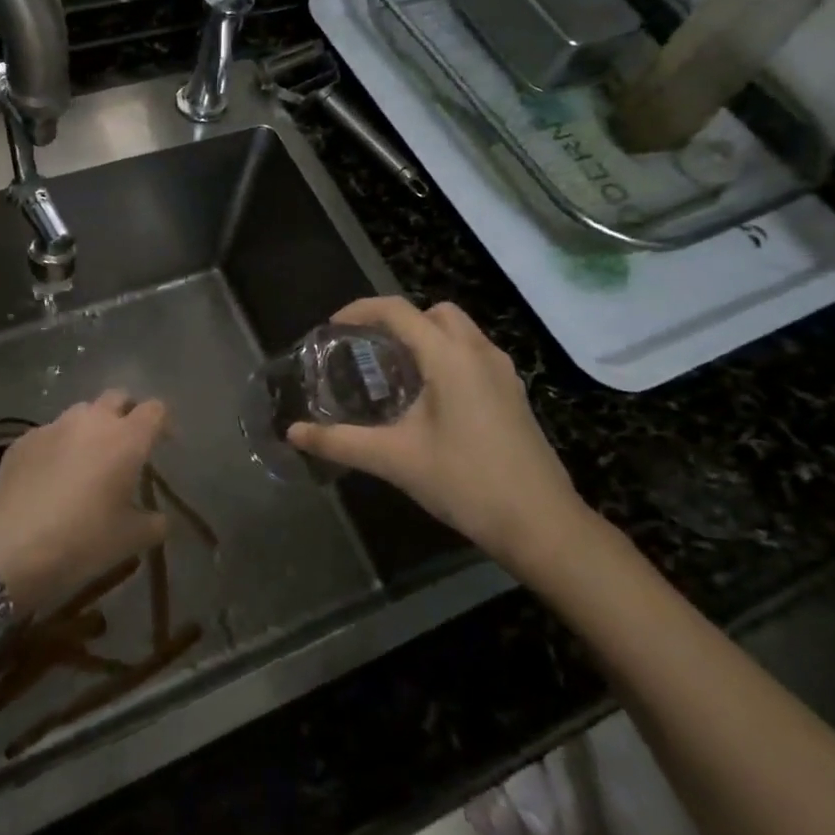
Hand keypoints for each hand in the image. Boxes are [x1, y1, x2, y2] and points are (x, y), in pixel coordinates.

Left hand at [0, 390, 168, 616]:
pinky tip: (52, 477)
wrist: (9, 549)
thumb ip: (154, 524)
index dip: (163, 422)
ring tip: (88, 461)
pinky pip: (51, 433)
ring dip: (91, 428)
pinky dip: (60, 446)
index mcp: (126, 439)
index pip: (155, 410)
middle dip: (126, 414)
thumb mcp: (129, 541)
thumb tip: (160, 519)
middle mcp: (92, 421)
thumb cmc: (82, 542)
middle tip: (127, 446)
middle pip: (117, 398)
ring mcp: (53, 426)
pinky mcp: (23, 440)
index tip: (164, 443)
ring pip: (81, 413)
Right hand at [287, 297, 589, 576]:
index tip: (333, 327)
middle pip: (434, 312)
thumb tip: (293, 433)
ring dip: (426, 338)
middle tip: (369, 349)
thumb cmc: (465, 482)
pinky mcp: (514, 395)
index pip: (398, 311)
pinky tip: (431, 399)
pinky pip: (474, 355)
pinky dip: (447, 357)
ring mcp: (503, 373)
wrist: (542, 525)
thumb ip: (339, 442)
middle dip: (399, 320)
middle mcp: (479, 353)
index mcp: (450, 357)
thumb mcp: (394, 460)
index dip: (361, 310)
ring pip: (459, 332)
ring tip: (396, 373)